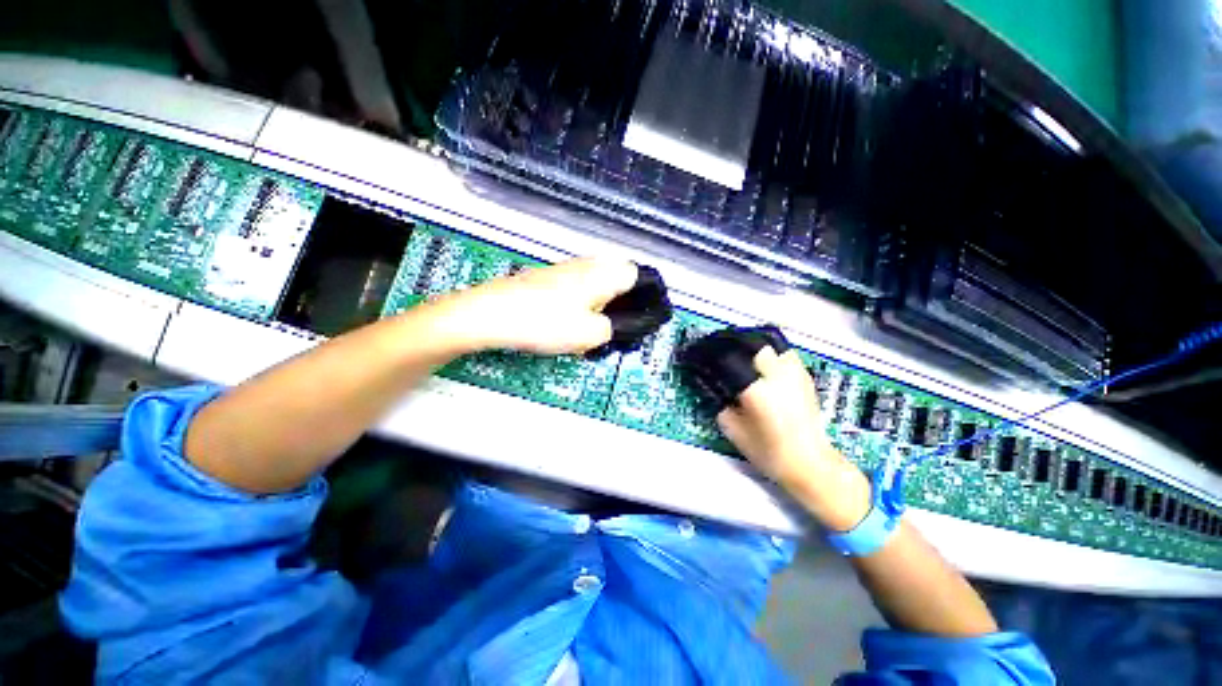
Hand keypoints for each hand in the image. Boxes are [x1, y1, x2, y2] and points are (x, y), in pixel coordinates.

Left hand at [428, 257, 638, 354]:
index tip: (641, 316)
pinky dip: (582, 303)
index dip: (645, 294)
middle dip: (622, 301)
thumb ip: (614, 329)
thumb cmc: (544, 322)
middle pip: (617, 278)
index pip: (638, 274)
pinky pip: (577, 287)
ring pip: (596, 283)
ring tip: (592, 328)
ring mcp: (565, 269)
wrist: (490, 314)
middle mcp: (587, 265)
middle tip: (616, 325)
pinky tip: (570, 322)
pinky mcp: (548, 277)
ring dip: (601, 304)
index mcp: (602, 274)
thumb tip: (620, 326)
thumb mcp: (589, 335)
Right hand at [717, 345, 871, 530]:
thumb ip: (720, 404)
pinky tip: (762, 364)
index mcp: (756, 390)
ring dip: (753, 345)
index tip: (700, 355)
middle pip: (752, 344)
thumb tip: (713, 384)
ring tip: (742, 354)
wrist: (811, 463)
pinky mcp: (805, 377)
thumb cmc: (769, 452)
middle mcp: (777, 376)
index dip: (711, 353)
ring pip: (770, 344)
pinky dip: (769, 353)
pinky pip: (783, 353)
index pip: (728, 359)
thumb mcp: (733, 431)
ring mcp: (794, 374)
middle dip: (733, 344)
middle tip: (722, 352)